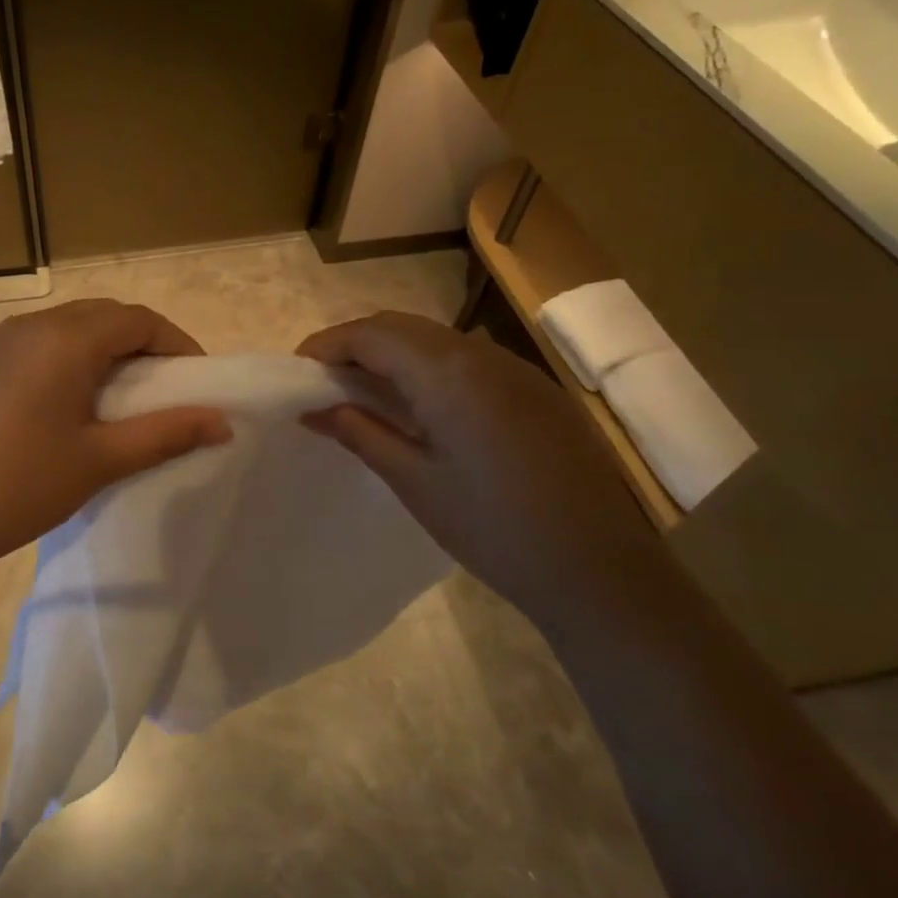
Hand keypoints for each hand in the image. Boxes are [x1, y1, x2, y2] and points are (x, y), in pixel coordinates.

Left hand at [0, 300, 230, 599]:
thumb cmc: (18, 487)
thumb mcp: (99, 461)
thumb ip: (165, 434)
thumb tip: (222, 421)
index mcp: (64, 340)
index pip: (137, 319)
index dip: (176, 343)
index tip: (195, 380)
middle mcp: (27, 327)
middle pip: (100, 317)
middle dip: (139, 344)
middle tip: (159, 389)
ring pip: (62, 330)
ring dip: (98, 352)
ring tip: (112, 399)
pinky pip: (29, 347)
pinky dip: (60, 362)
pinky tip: (56, 407)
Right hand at [297, 311, 668, 627]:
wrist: (600, 570)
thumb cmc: (492, 529)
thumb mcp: (413, 481)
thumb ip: (359, 433)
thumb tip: (313, 409)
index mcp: (447, 374)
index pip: (370, 334)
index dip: (326, 345)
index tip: (297, 372)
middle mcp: (481, 354)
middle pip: (401, 326)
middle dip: (355, 344)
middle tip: (324, 382)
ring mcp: (515, 368)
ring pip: (435, 339)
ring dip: (392, 353)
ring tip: (364, 393)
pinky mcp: (535, 389)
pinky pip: (467, 359)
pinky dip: (428, 367)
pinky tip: (421, 406)